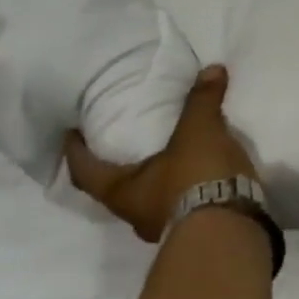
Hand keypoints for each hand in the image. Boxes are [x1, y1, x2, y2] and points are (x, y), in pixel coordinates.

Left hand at [64, 65, 258, 241]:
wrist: (229, 228)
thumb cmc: (195, 177)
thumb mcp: (198, 130)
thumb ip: (201, 100)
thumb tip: (211, 69)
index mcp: (123, 192)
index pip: (87, 172)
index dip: (75, 153)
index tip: (69, 134)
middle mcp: (136, 214)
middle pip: (119, 188)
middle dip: (122, 166)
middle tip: (128, 139)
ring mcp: (166, 226)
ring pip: (153, 198)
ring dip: (159, 177)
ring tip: (173, 152)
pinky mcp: (196, 230)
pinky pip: (183, 202)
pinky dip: (187, 185)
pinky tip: (202, 171)